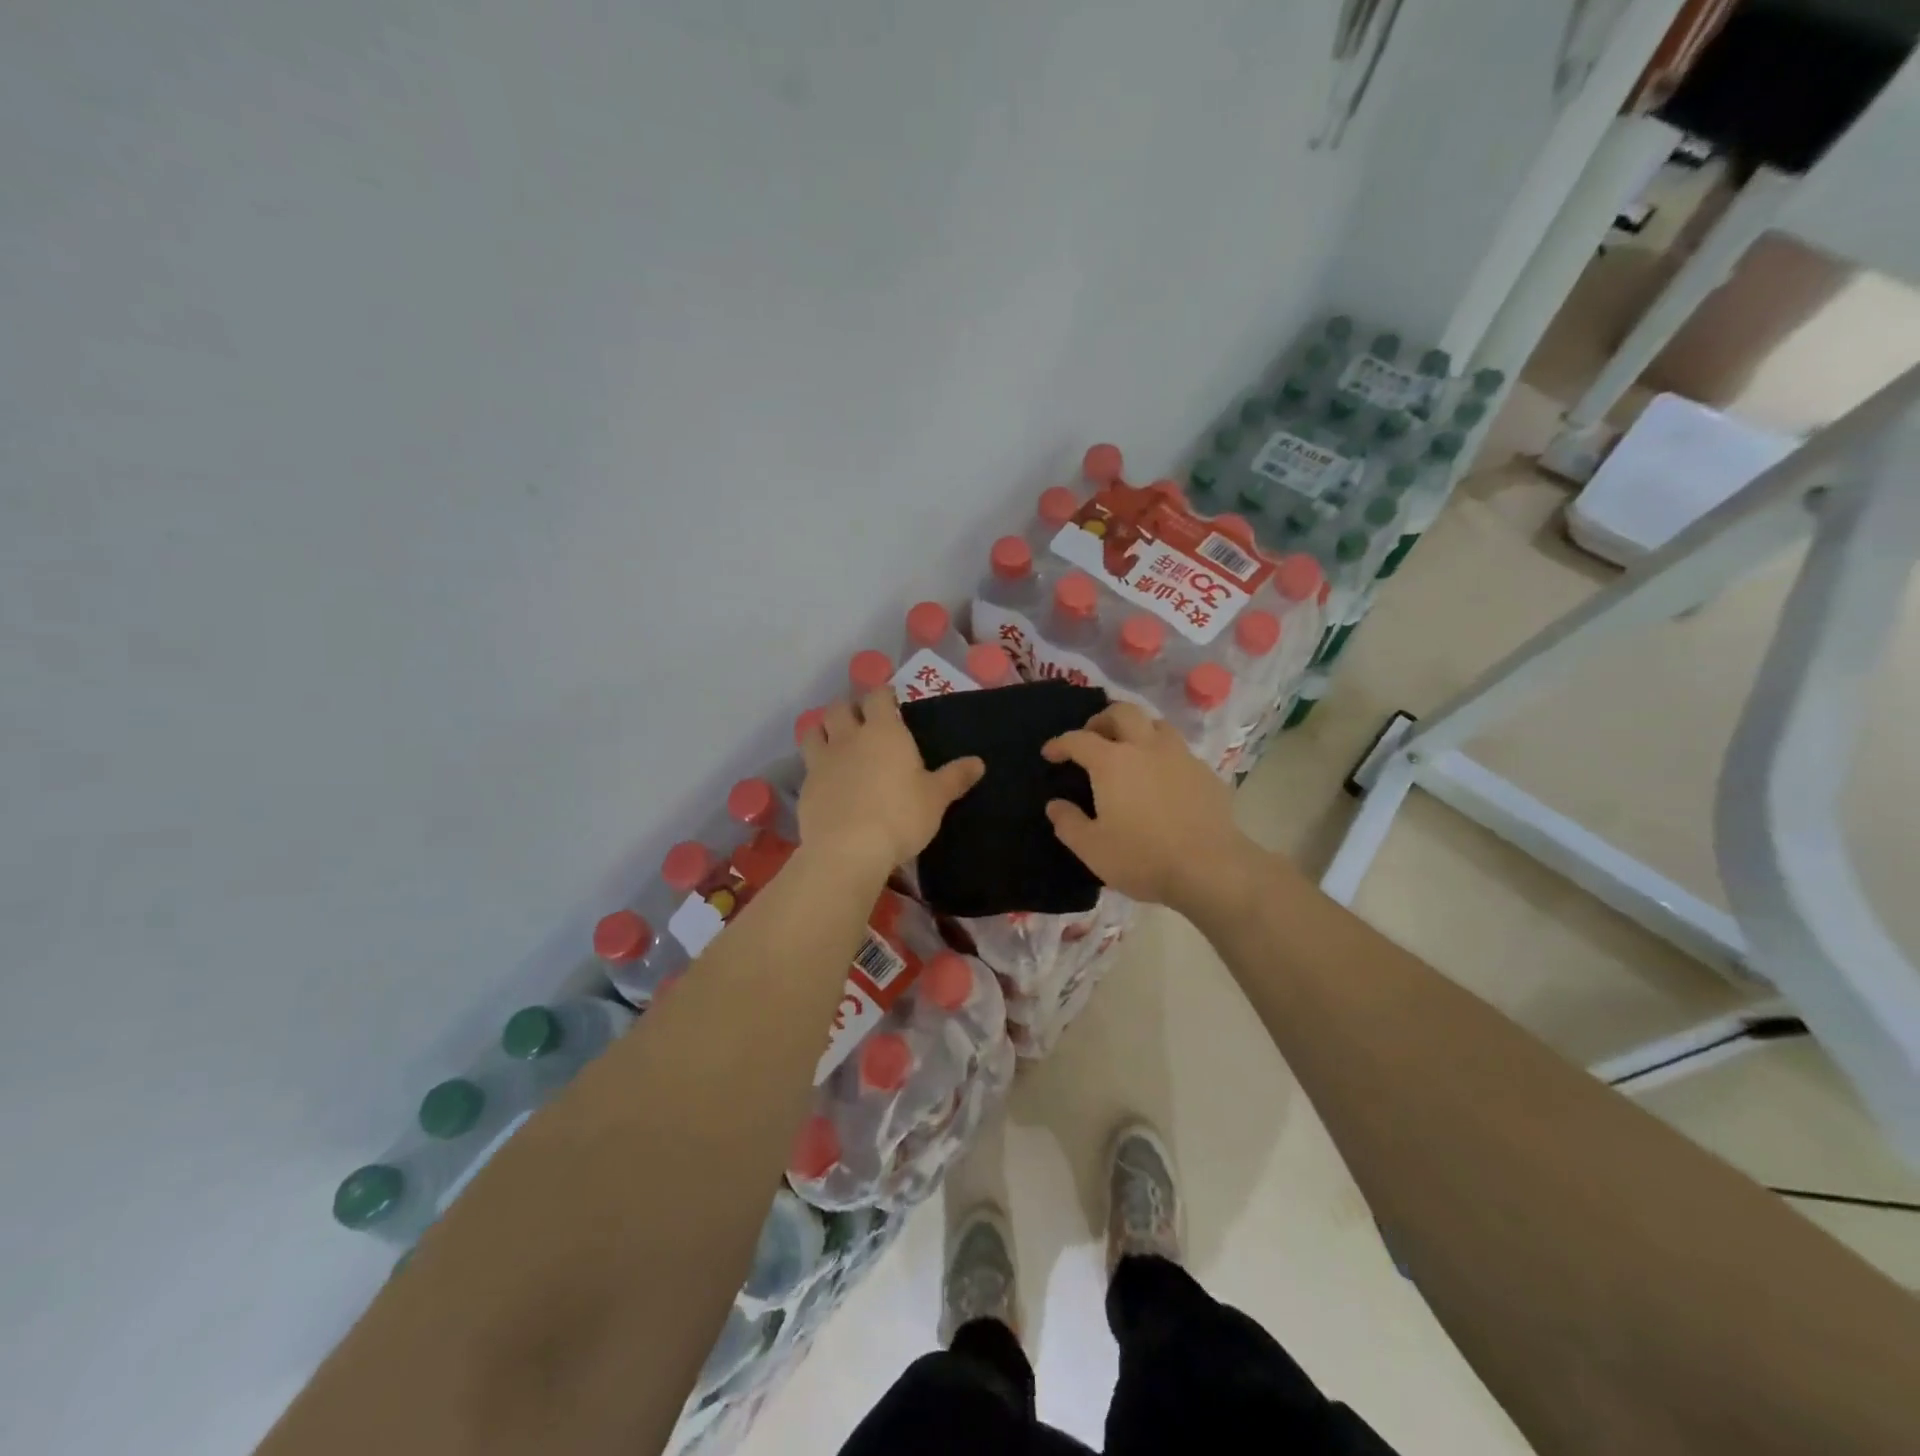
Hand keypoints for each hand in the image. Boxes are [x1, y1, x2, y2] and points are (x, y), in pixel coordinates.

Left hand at [797, 690, 984, 873]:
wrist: (848, 849)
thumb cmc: (900, 816)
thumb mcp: (936, 798)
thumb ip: (955, 777)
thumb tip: (979, 762)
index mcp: (884, 732)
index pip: (878, 697)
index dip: (883, 695)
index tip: (890, 700)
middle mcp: (849, 738)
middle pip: (839, 708)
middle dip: (849, 709)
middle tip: (861, 721)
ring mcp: (822, 761)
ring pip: (814, 730)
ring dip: (824, 729)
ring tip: (834, 741)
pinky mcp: (805, 786)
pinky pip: (807, 765)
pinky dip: (815, 765)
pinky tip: (826, 779)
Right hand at [1041, 702, 1251, 909]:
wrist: (1210, 869)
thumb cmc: (1142, 858)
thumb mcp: (1092, 848)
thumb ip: (1068, 823)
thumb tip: (1055, 804)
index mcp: (1112, 762)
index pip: (1078, 739)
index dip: (1060, 743)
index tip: (1050, 754)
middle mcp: (1146, 747)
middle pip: (1122, 712)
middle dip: (1102, 719)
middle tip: (1093, 737)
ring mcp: (1181, 757)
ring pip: (1156, 724)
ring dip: (1137, 729)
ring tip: (1130, 750)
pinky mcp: (1206, 773)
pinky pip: (1180, 751)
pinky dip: (1164, 755)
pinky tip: (1163, 778)